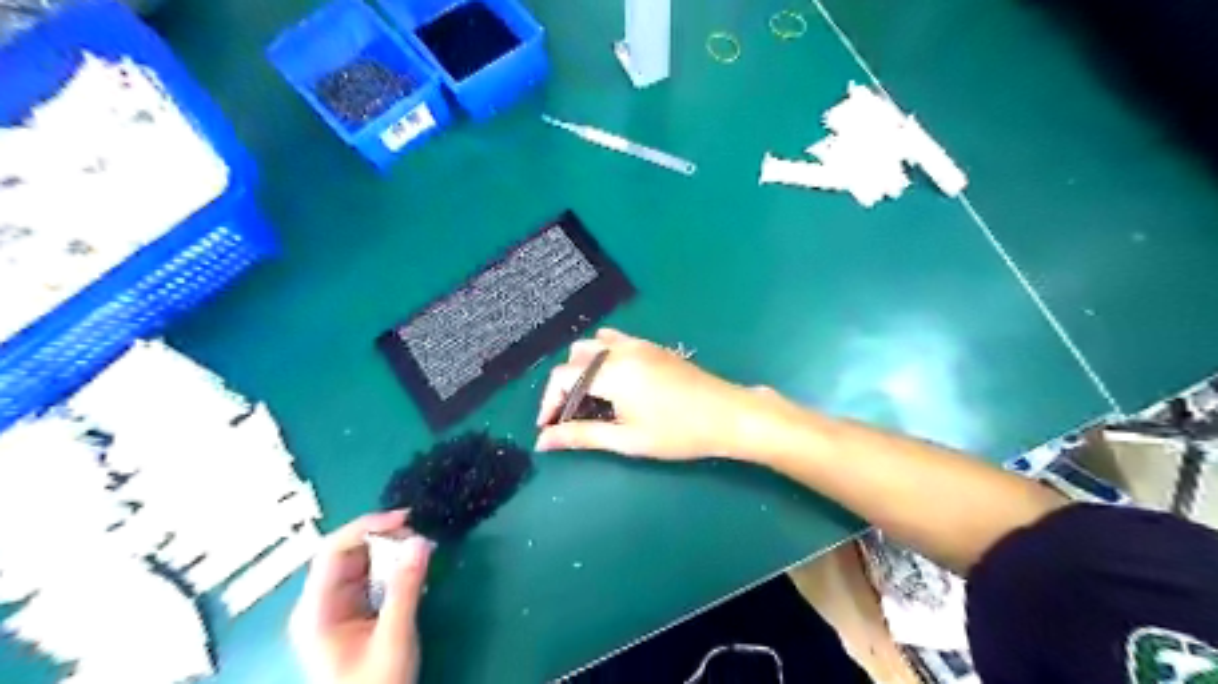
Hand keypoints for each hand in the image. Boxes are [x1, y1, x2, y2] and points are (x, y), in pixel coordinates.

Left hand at [290, 514, 433, 682]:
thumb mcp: (393, 637)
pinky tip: (413, 575)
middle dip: (385, 540)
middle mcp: (320, 604)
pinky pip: (371, 579)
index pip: (332, 551)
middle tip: (421, 541)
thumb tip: (421, 541)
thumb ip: (405, 588)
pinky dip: (393, 571)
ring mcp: (335, 609)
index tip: (405, 519)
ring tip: (422, 554)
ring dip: (392, 554)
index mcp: (316, 610)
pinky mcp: (352, 615)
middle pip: (348, 554)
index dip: (367, 526)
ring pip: (362, 564)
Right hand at [539, 327, 763, 458]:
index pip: (562, 378)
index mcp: (612, 372)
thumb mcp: (627, 439)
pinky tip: (613, 382)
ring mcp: (638, 344)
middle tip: (569, 417)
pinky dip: (601, 357)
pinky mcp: (652, 346)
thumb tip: (544, 441)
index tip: (548, 427)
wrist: (728, 415)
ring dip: (582, 369)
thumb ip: (582, 436)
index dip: (548, 402)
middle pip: (574, 358)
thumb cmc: (678, 433)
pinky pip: (614, 341)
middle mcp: (621, 350)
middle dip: (564, 386)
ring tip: (590, 399)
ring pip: (593, 345)